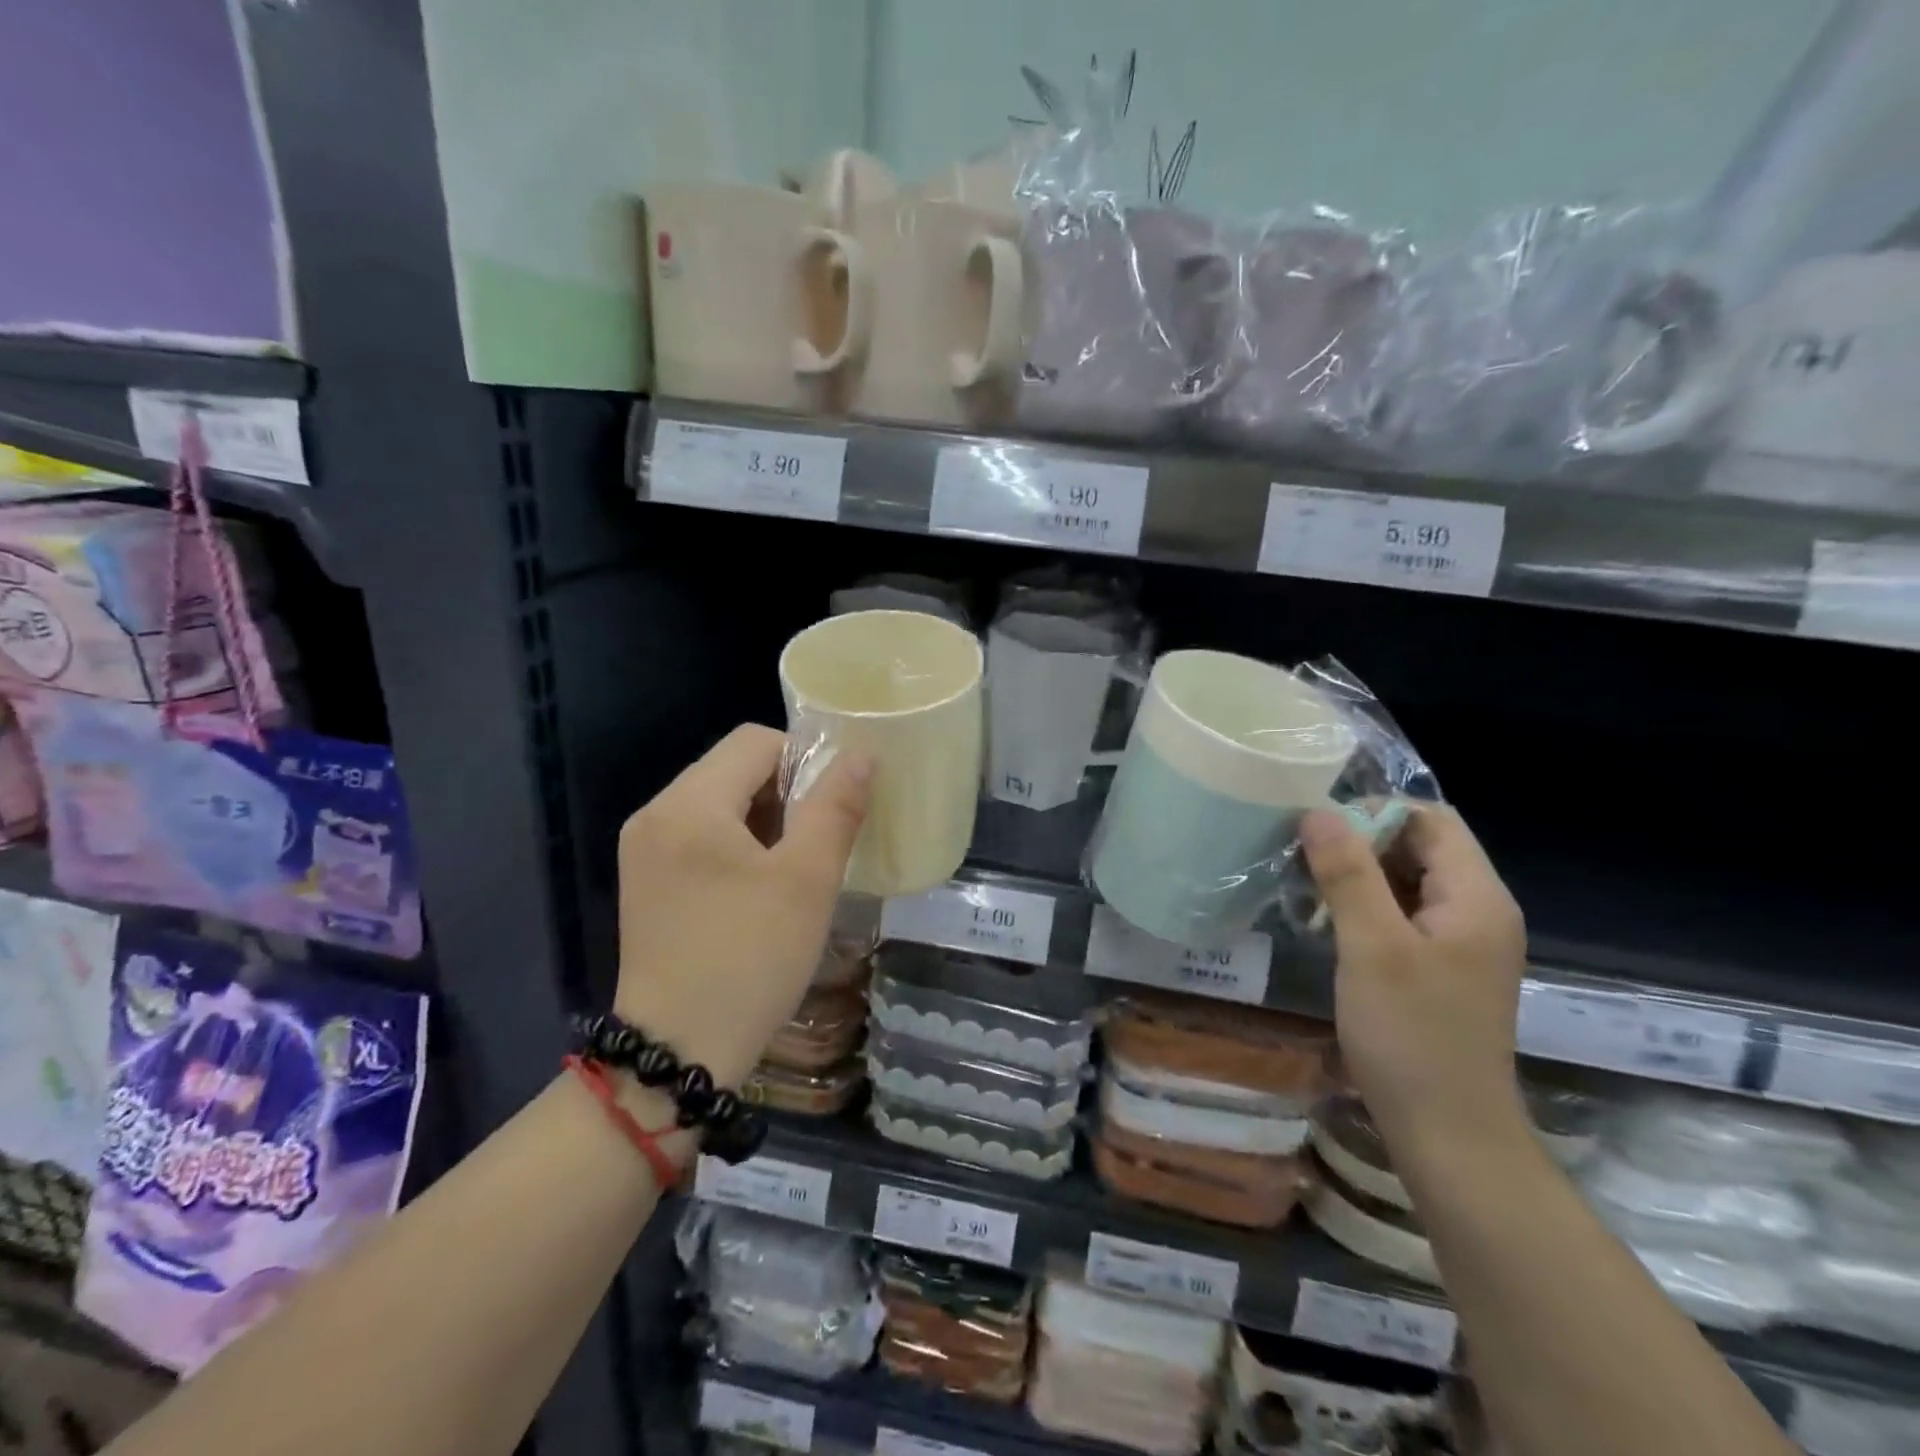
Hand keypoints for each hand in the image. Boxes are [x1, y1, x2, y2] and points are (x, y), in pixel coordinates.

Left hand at [613, 724, 870, 1087]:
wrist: (677, 1053)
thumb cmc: (750, 959)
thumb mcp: (806, 880)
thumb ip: (835, 808)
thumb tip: (860, 755)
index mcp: (688, 804)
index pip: (755, 742)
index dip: (805, 761)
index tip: (833, 810)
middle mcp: (655, 814)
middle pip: (733, 769)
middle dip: (786, 794)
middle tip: (817, 844)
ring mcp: (644, 850)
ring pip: (719, 804)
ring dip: (765, 821)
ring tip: (794, 870)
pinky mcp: (646, 882)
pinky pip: (700, 837)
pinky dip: (738, 846)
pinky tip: (759, 889)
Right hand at [1301, 805, 1529, 1156]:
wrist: (1449, 1134)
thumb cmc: (1412, 1035)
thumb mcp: (1372, 947)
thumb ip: (1347, 873)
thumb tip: (1317, 811)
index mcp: (1477, 897)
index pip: (1431, 819)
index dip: (1374, 812)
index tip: (1318, 830)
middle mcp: (1478, 910)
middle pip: (1420, 846)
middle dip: (1360, 842)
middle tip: (1304, 858)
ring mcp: (1463, 941)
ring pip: (1407, 880)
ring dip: (1358, 876)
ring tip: (1308, 887)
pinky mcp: (1443, 967)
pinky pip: (1404, 914)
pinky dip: (1366, 907)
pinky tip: (1329, 922)